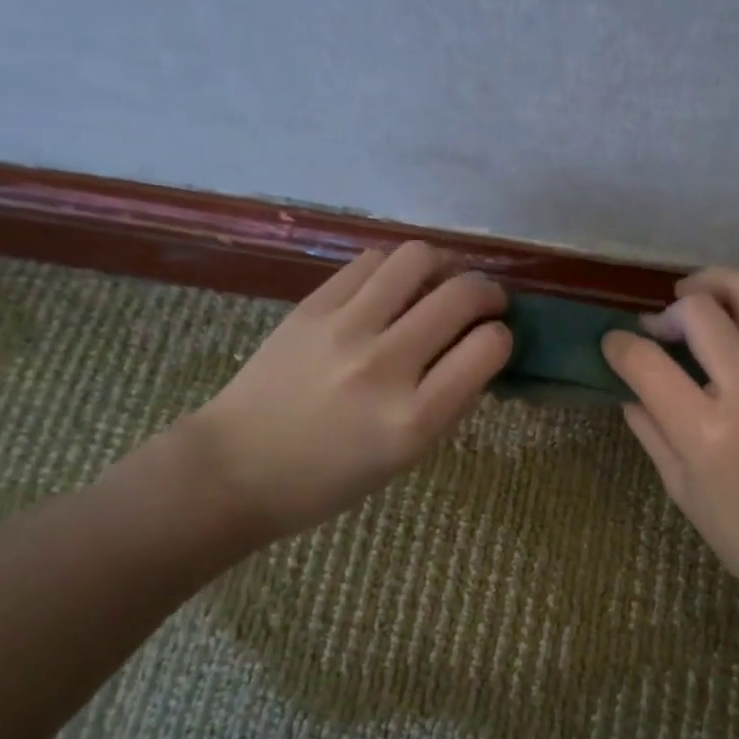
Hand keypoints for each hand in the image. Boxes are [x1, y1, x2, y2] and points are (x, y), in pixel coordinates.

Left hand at [186, 242, 511, 543]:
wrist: (235, 468)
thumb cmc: (329, 479)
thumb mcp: (406, 456)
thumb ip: (449, 402)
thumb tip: (479, 348)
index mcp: (414, 419)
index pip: (488, 348)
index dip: (502, 336)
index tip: (496, 338)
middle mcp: (384, 366)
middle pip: (461, 295)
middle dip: (488, 292)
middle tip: (486, 301)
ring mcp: (344, 329)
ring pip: (417, 258)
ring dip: (445, 265)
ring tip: (442, 281)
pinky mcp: (311, 306)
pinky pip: (371, 262)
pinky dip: (397, 269)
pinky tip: (395, 287)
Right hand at [602, 268, 738, 612]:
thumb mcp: (683, 490)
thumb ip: (651, 431)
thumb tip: (628, 389)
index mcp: (707, 432)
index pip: (648, 362)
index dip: (619, 345)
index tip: (613, 343)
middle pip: (700, 310)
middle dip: (667, 311)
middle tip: (659, 328)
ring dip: (714, 285)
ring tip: (696, 301)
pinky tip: (738, 322)